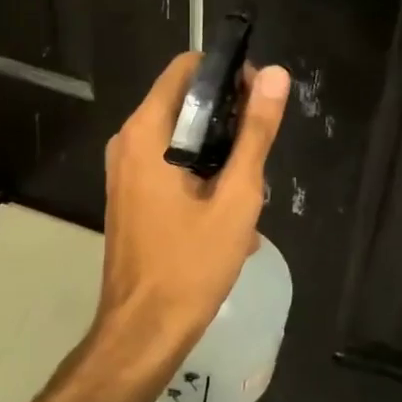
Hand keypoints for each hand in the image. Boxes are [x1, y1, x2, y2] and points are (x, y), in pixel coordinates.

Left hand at [95, 53, 289, 376]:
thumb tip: (276, 76)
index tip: (261, 100)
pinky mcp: (132, 195)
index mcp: (147, 132)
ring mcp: (125, 170)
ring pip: (183, 138)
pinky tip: (230, 214)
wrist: (144, 332)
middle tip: (261, 152)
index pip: (186, 69)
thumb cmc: (191, 263)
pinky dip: (202, 176)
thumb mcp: (236, 196)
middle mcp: (128, 142)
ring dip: (220, 155)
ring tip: (250, 190)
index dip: (227, 74)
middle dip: (229, 120)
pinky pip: (172, 165)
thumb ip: (255, 132)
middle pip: (186, 102)